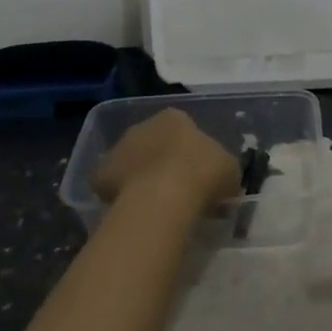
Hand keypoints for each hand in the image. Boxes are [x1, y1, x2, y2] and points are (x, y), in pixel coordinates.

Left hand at [94, 108, 239, 214]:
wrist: (164, 197)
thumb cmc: (204, 174)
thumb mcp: (230, 170)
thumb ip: (223, 170)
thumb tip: (222, 181)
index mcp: (174, 118)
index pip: (181, 129)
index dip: (190, 152)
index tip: (198, 174)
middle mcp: (143, 126)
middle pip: (153, 143)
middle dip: (161, 162)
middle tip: (176, 190)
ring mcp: (119, 148)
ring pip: (131, 162)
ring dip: (139, 177)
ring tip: (154, 206)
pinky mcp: (101, 174)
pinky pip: (111, 185)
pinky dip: (119, 196)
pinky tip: (133, 212)